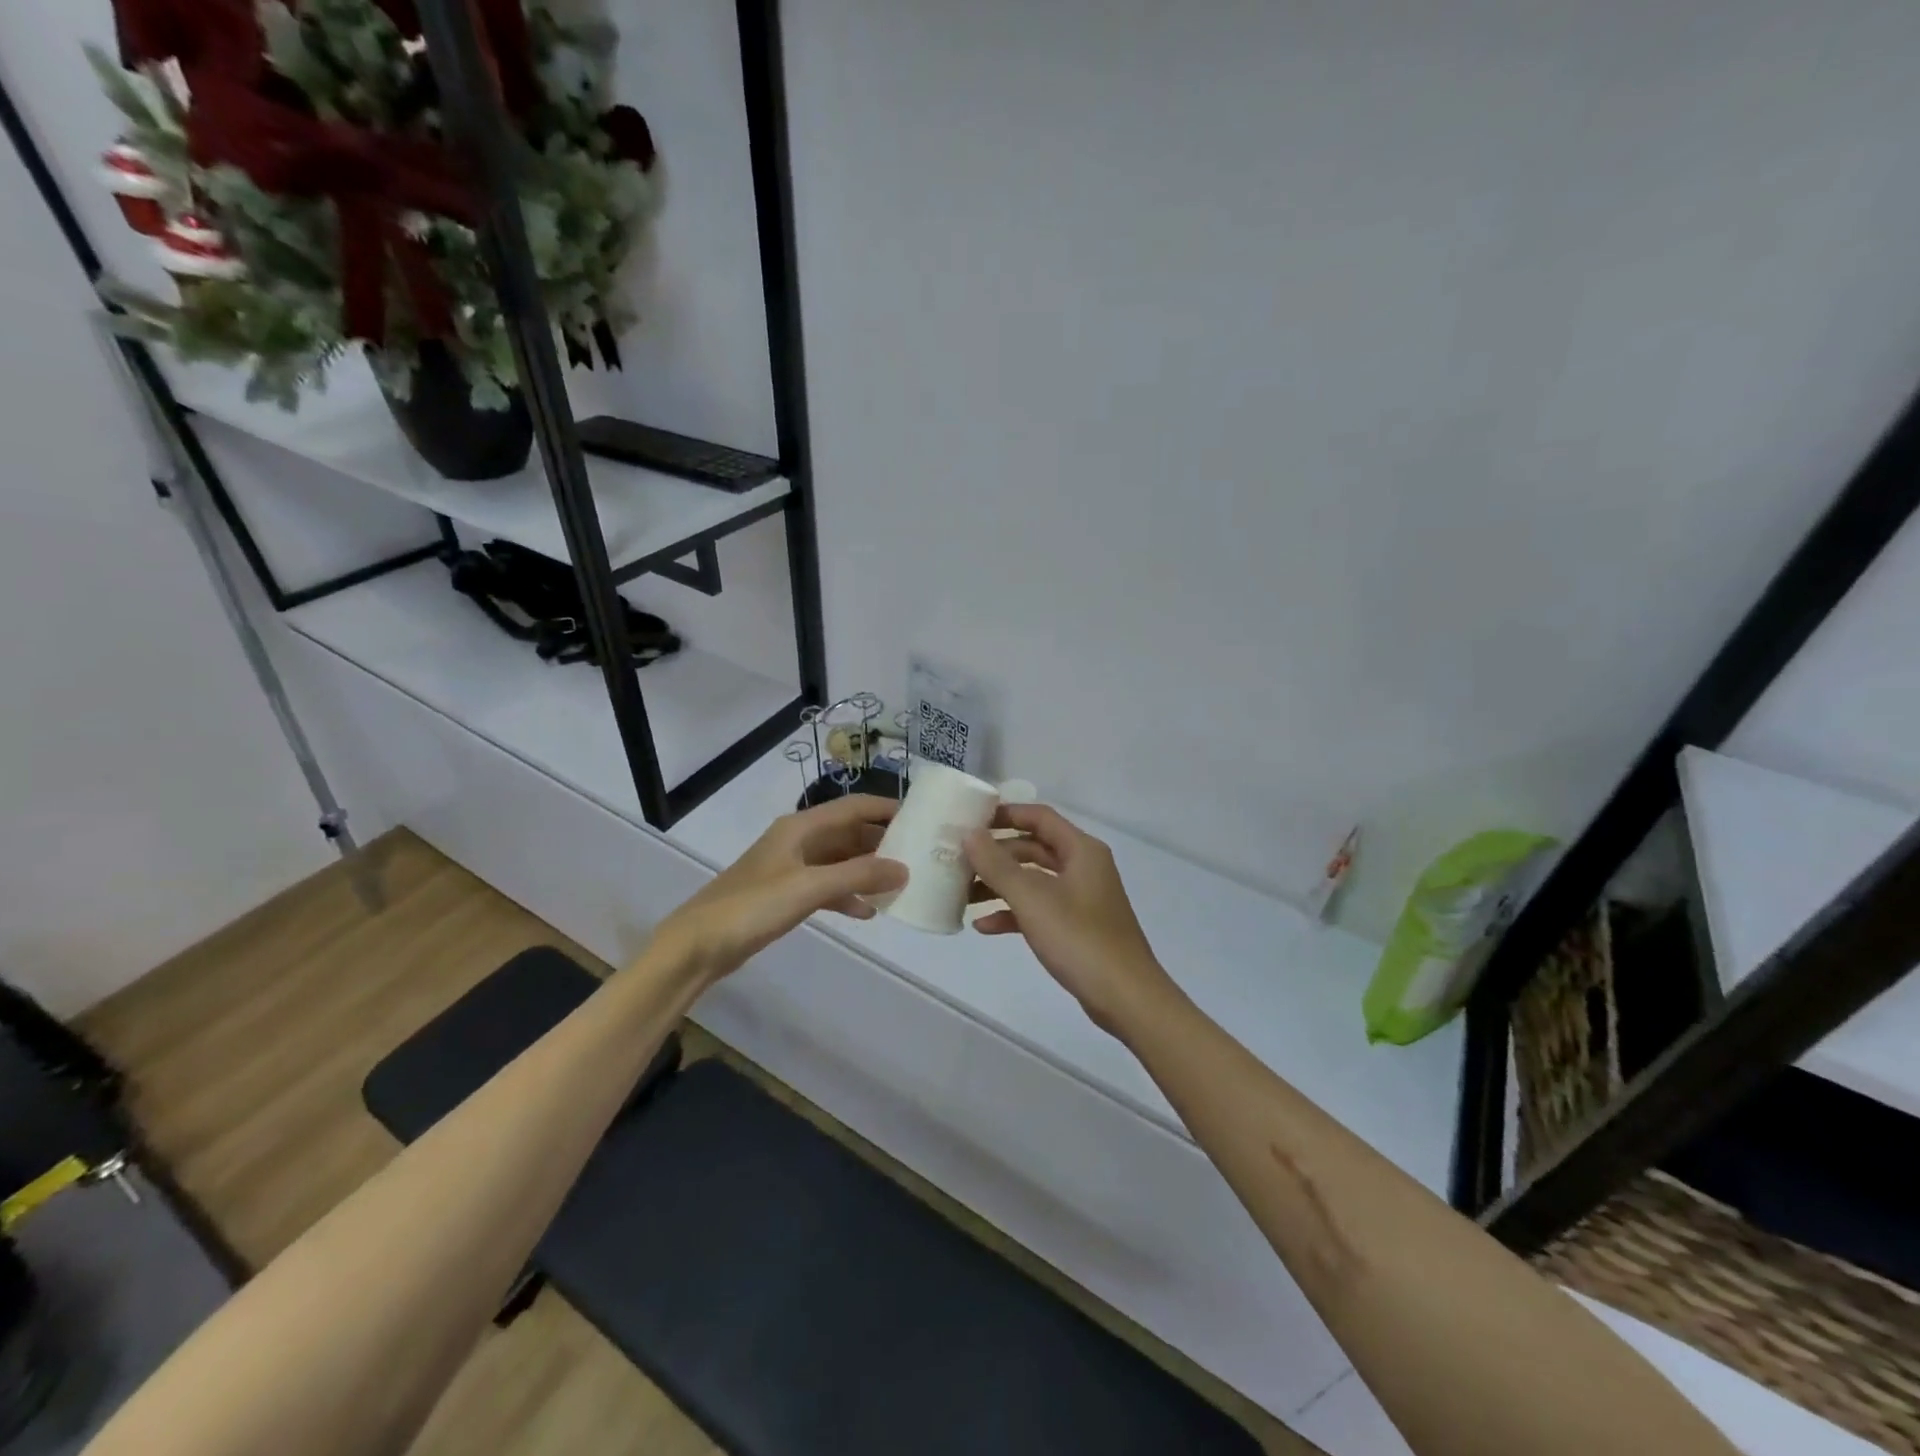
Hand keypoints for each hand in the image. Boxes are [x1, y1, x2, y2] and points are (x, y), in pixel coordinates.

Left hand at [655, 795, 907, 982]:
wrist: (698, 945)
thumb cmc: (752, 906)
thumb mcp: (809, 888)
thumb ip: (858, 877)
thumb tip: (904, 869)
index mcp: (801, 827)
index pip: (853, 807)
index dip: (885, 808)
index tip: (921, 816)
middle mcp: (798, 841)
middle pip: (848, 833)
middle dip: (881, 842)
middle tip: (918, 854)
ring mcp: (791, 868)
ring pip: (840, 861)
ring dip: (867, 871)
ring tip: (900, 883)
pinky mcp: (786, 895)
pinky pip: (827, 887)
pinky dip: (847, 895)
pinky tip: (867, 912)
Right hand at [964, 805, 1178, 1035]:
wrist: (1126, 998)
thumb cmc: (1080, 939)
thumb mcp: (1033, 899)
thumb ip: (998, 865)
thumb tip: (970, 835)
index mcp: (1081, 850)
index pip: (1039, 817)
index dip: (1005, 814)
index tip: (970, 820)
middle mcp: (1083, 867)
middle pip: (1033, 848)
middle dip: (996, 854)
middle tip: (959, 860)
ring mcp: (1081, 898)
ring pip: (1033, 880)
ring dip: (999, 885)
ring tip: (963, 894)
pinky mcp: (1076, 927)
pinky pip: (1039, 909)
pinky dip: (1013, 913)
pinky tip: (983, 926)